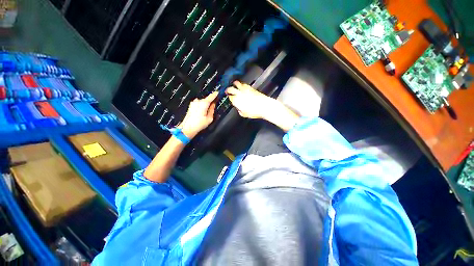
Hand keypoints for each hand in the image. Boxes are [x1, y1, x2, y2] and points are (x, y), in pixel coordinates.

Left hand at [177, 91, 216, 138]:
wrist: (187, 128)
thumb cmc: (198, 124)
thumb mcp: (210, 118)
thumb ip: (212, 110)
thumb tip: (213, 105)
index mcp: (203, 103)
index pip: (211, 96)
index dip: (215, 94)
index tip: (218, 93)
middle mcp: (198, 101)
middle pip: (207, 100)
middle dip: (210, 103)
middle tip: (213, 108)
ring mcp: (193, 103)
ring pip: (202, 102)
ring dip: (205, 106)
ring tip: (206, 114)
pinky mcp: (191, 106)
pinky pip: (199, 104)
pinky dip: (201, 107)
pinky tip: (202, 114)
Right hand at [225, 81, 277, 118]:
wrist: (264, 106)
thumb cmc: (254, 111)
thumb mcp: (244, 114)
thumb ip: (239, 110)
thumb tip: (239, 108)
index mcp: (236, 100)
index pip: (229, 97)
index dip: (228, 97)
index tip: (228, 98)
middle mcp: (239, 93)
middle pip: (230, 89)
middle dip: (228, 89)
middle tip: (227, 90)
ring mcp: (245, 89)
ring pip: (237, 83)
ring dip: (234, 84)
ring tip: (233, 85)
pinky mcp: (250, 87)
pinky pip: (244, 84)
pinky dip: (241, 84)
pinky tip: (242, 86)